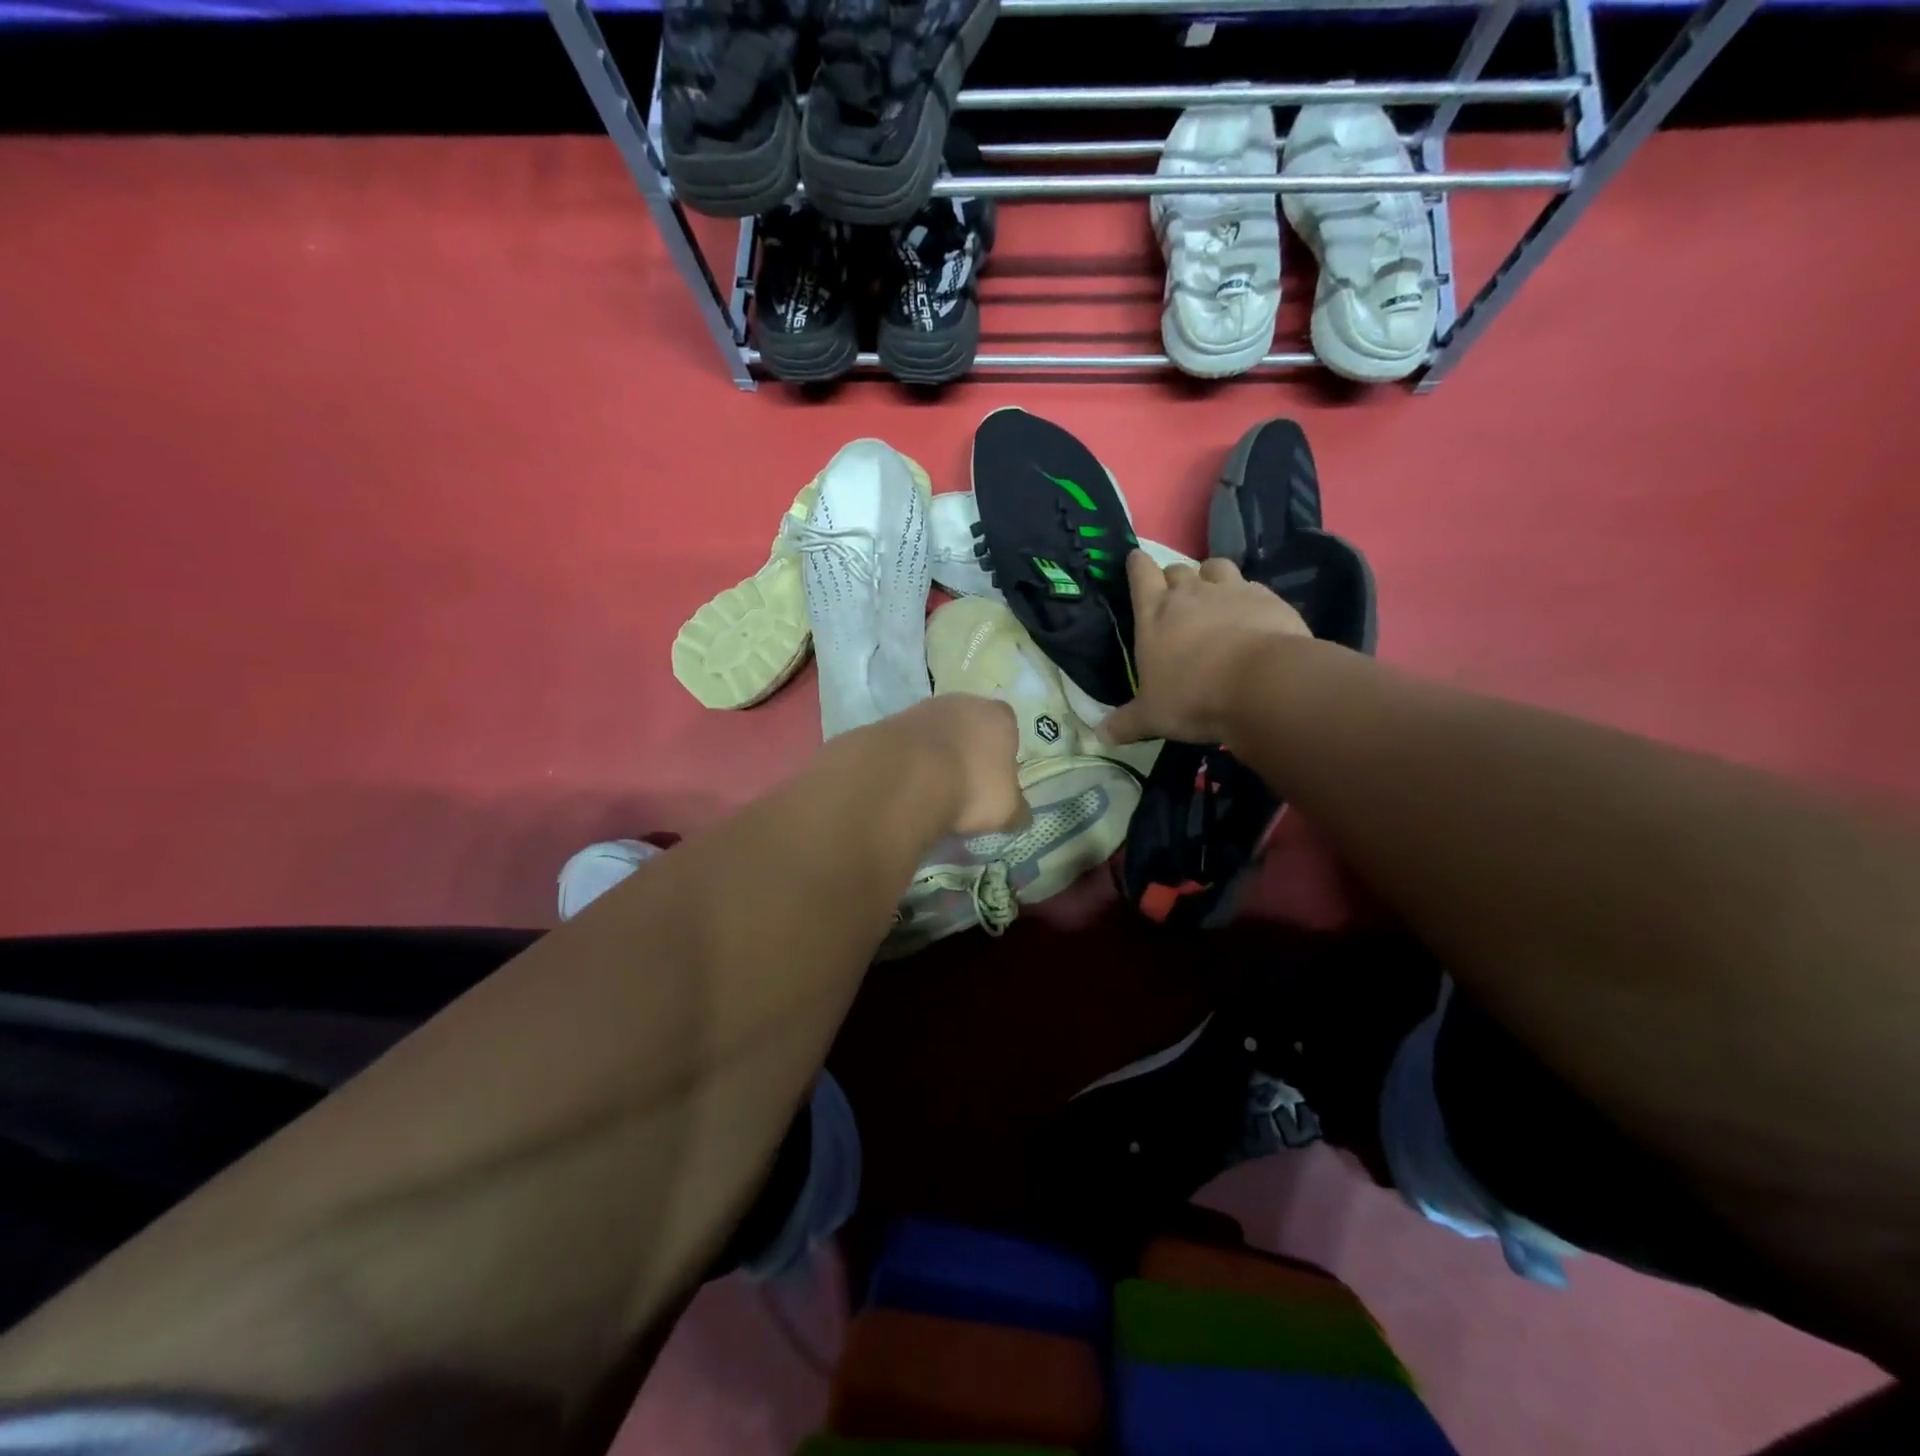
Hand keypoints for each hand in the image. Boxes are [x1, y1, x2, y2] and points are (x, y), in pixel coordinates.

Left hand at [885, 693, 1029, 837]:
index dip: (1002, 755)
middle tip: (963, 786)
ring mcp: (924, 708)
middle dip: (967, 752)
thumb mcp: (1006, 810)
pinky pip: (908, 744)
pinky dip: (909, 761)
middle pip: (970, 727)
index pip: (1008, 729)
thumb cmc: (971, 788)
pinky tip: (907, 785)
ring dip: (936, 755)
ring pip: (937, 733)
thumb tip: (1021, 816)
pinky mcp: (892, 721)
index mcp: (999, 716)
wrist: (905, 776)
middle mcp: (963, 702)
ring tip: (931, 790)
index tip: (994, 782)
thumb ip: (1017, 811)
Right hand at [1103, 550, 1308, 745]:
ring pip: (1216, 566)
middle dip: (1174, 577)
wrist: (1263, 685)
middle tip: (1175, 599)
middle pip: (1177, 568)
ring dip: (1211, 577)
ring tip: (1214, 597)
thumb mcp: (1152, 716)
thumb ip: (1126, 723)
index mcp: (1155, 613)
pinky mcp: (1269, 598)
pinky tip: (1251, 617)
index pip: (1140, 572)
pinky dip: (1248, 597)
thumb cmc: (1194, 697)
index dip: (1137, 565)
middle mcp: (1191, 593)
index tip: (1135, 563)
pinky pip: (1253, 587)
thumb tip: (1099, 735)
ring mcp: (1232, 591)